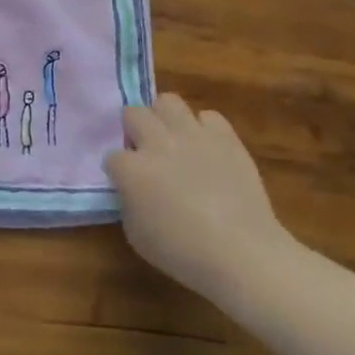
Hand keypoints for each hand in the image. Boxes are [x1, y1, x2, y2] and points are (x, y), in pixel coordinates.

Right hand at [104, 94, 298, 300]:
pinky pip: (209, 116)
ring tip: (172, 138)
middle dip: (134, 129)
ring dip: (164, 118)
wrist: (243, 254)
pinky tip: (206, 148)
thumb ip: (128, 202)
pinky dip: (204, 128)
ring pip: (168, 101)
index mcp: (132, 169)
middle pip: (134, 113)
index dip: (118, 170)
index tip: (127, 183)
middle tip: (145, 150)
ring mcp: (193, 136)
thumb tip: (133, 189)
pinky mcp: (226, 138)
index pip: (112, 156)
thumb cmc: (183, 253)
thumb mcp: (136, 234)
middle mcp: (158, 143)